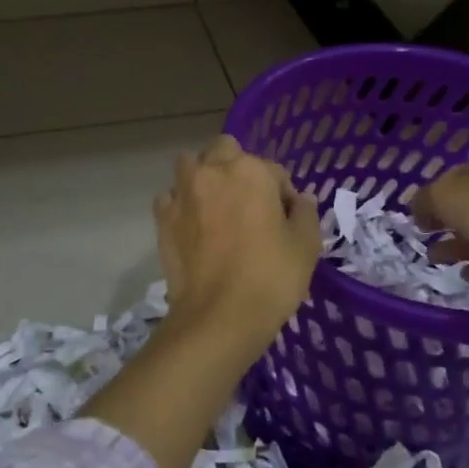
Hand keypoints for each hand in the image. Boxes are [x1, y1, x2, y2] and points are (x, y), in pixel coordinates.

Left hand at [153, 136, 319, 339]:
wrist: (219, 316)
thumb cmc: (271, 277)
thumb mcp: (306, 245)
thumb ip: (306, 213)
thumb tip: (300, 199)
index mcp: (250, 171)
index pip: (273, 170)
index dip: (283, 194)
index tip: (286, 220)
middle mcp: (212, 171)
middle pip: (224, 151)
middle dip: (237, 168)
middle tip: (249, 204)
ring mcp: (182, 193)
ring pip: (190, 166)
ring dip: (204, 177)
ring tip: (217, 208)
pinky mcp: (162, 218)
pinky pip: (171, 197)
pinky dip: (181, 204)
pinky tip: (193, 226)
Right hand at [413, 152, 468, 289]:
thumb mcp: (443, 196)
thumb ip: (424, 199)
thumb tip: (418, 207)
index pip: (460, 173)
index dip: (436, 192)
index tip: (418, 213)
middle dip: (448, 220)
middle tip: (425, 235)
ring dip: (461, 245)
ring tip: (436, 260)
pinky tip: (467, 275)